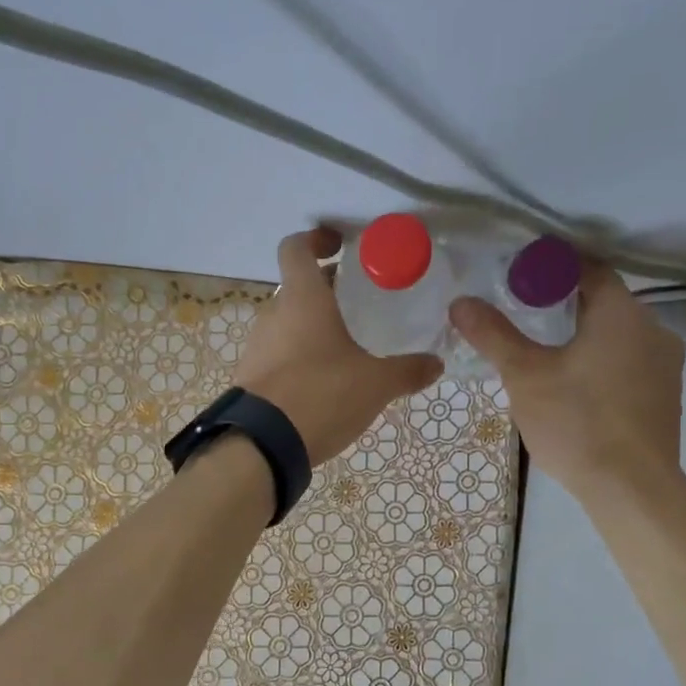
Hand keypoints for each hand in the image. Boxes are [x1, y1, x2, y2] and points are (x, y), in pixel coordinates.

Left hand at [235, 229, 442, 463]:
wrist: (262, 445)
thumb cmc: (321, 395)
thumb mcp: (374, 384)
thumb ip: (407, 371)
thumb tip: (436, 364)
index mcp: (302, 299)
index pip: (296, 248)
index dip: (316, 239)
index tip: (339, 246)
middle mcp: (273, 314)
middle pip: (297, 288)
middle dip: (327, 291)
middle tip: (359, 304)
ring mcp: (257, 346)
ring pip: (287, 322)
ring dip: (312, 326)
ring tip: (345, 347)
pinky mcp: (250, 377)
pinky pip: (277, 354)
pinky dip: (298, 356)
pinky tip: (323, 382)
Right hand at [450, 262, 684, 495]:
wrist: (631, 488)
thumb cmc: (577, 422)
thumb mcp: (524, 376)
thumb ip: (493, 335)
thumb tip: (461, 303)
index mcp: (622, 313)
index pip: (587, 268)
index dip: (550, 269)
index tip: (517, 279)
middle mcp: (654, 329)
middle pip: (604, 303)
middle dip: (563, 306)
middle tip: (522, 319)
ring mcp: (666, 366)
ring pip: (618, 336)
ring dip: (583, 337)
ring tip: (544, 357)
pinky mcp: (666, 398)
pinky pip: (629, 365)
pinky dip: (601, 364)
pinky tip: (574, 390)